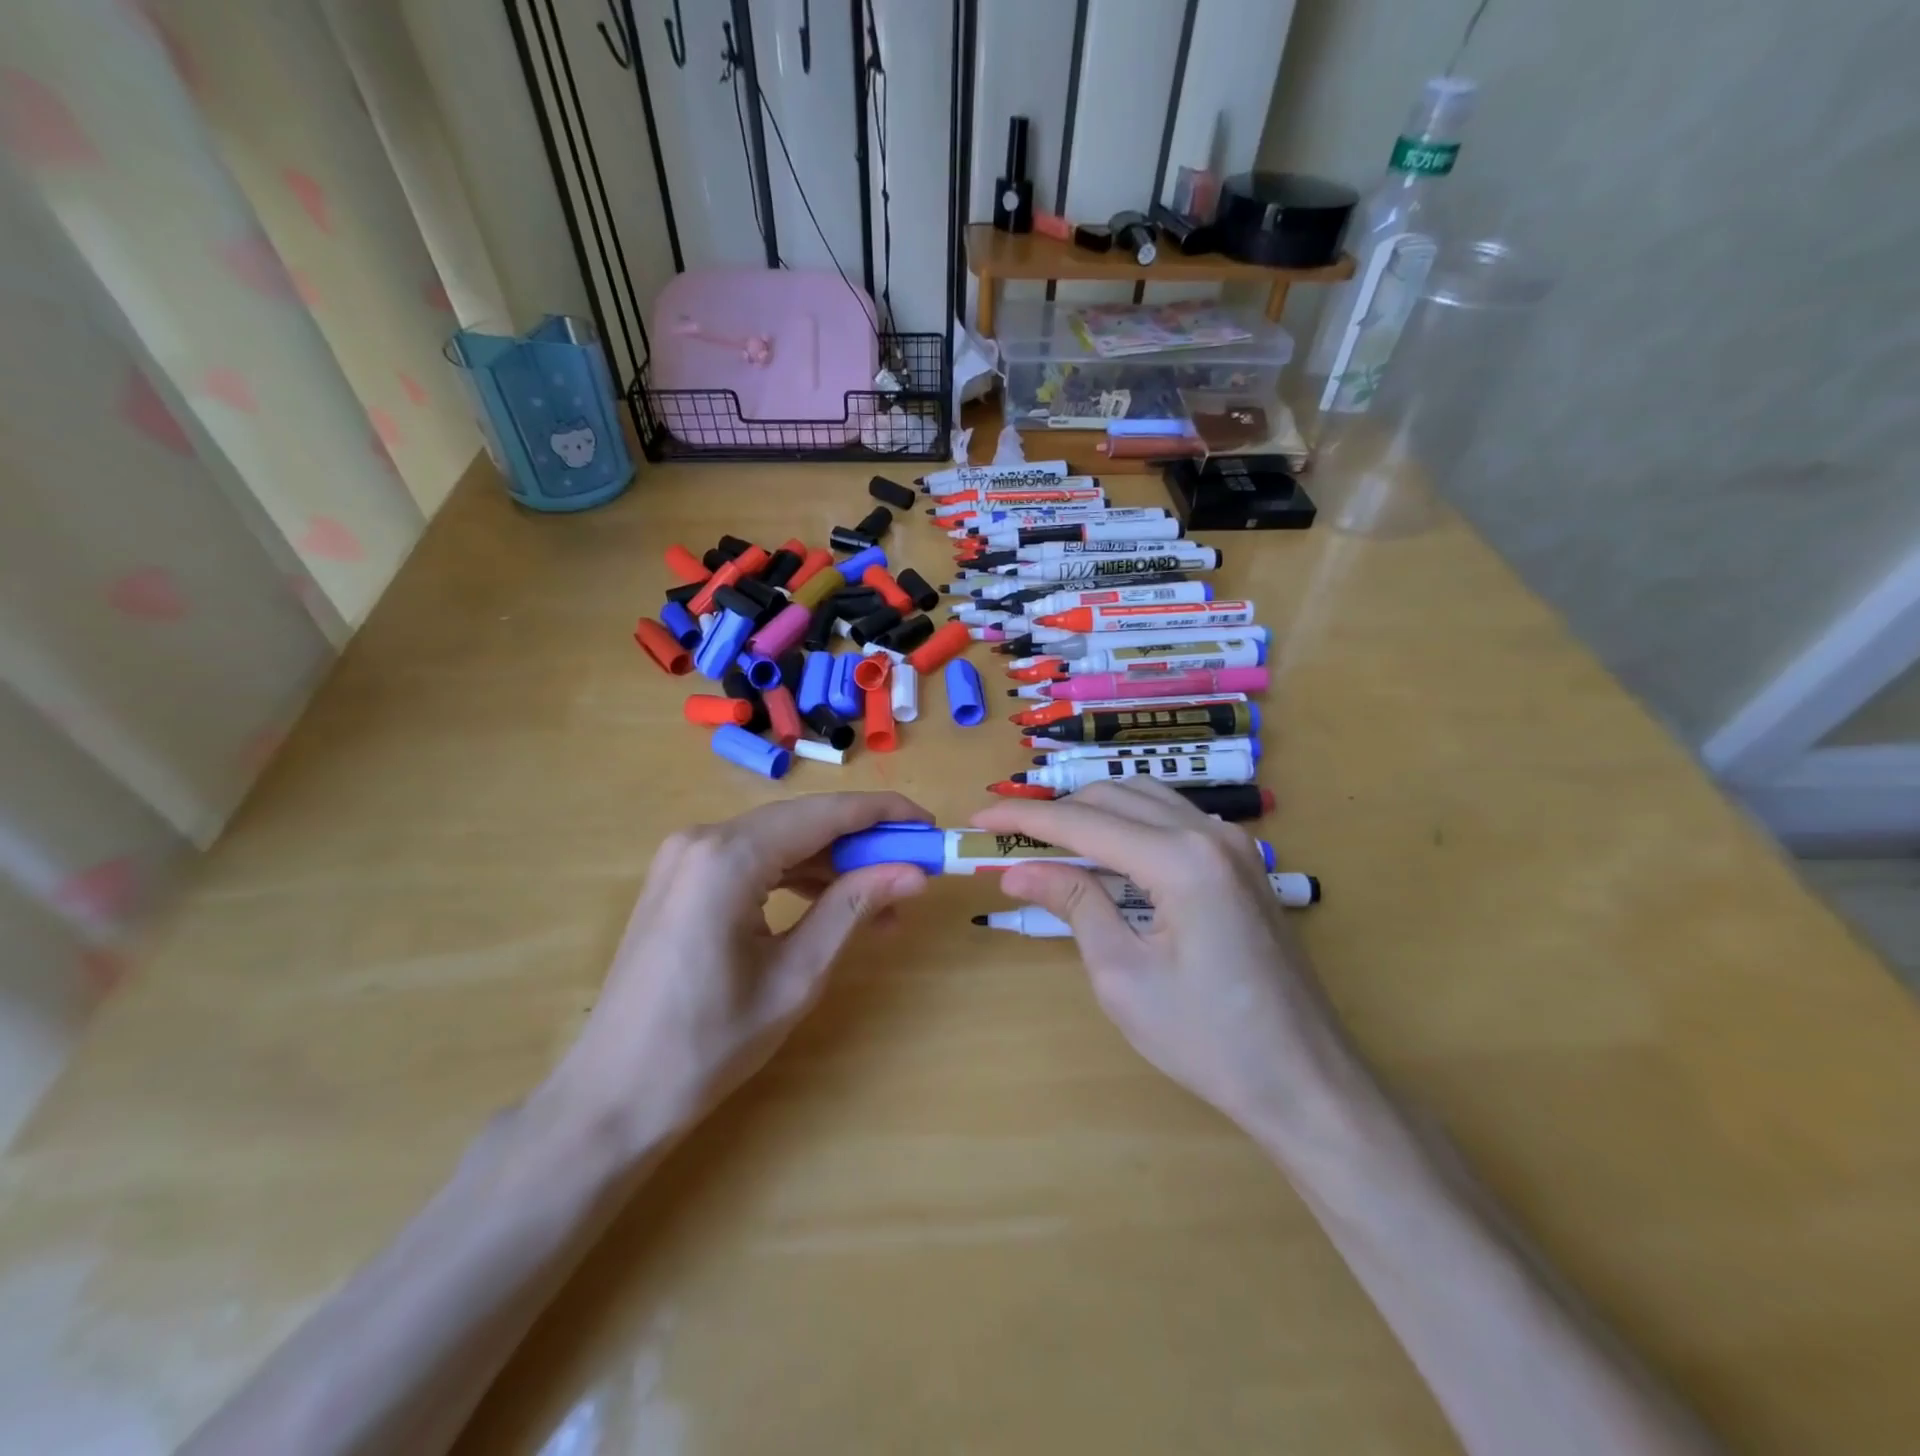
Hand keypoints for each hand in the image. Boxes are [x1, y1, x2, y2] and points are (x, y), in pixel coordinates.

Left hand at [542, 792, 929, 1150]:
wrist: (612, 1097)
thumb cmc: (709, 1044)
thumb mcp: (796, 976)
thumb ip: (853, 908)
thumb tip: (914, 871)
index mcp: (729, 857)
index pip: (826, 813)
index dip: (884, 814)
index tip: (930, 826)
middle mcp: (703, 839)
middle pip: (803, 822)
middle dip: (862, 843)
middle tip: (914, 870)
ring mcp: (685, 857)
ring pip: (780, 840)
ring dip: (832, 864)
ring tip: (882, 903)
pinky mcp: (681, 879)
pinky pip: (753, 860)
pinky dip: (796, 876)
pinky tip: (831, 905)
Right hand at [972, 781, 1355, 1136]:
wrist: (1305, 1081)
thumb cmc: (1209, 1040)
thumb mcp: (1124, 975)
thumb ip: (1073, 904)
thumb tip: (1016, 871)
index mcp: (1181, 860)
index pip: (1084, 821)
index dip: (1024, 819)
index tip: (978, 821)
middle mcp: (1210, 833)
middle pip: (1113, 796)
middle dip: (1056, 811)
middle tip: (1007, 839)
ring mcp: (1233, 845)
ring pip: (1143, 800)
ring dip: (1091, 814)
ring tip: (1045, 843)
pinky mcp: (1240, 863)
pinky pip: (1170, 821)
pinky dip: (1127, 827)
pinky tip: (1102, 857)